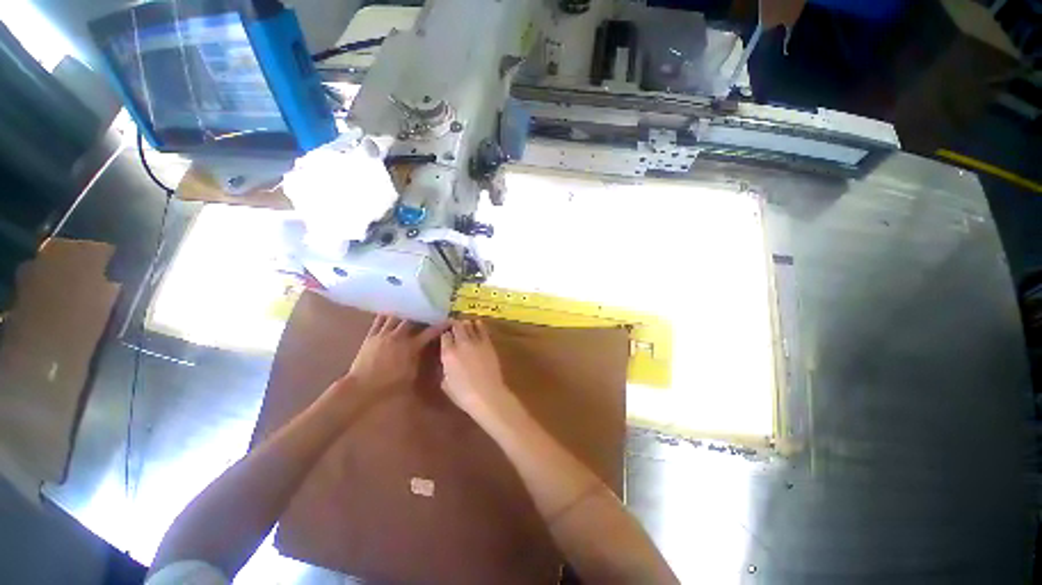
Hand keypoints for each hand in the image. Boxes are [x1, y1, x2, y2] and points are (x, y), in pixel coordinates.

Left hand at [333, 315, 443, 401]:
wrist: (361, 387)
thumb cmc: (389, 385)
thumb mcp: (412, 374)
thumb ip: (421, 359)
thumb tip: (429, 351)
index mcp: (411, 346)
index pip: (430, 332)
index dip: (440, 326)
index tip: (448, 320)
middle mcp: (399, 336)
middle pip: (413, 320)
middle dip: (422, 314)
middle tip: (429, 310)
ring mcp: (384, 334)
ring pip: (396, 316)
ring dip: (405, 311)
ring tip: (411, 305)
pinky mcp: (371, 336)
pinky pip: (379, 320)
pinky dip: (386, 314)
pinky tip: (391, 309)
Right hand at [440, 320, 512, 416]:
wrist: (487, 394)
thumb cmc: (463, 394)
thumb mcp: (446, 384)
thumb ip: (445, 368)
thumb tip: (447, 362)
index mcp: (448, 353)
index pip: (444, 336)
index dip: (444, 335)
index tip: (445, 336)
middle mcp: (461, 343)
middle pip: (456, 326)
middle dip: (454, 325)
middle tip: (453, 325)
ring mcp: (476, 341)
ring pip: (469, 325)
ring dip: (465, 324)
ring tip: (464, 324)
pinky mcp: (488, 343)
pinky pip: (482, 329)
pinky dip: (478, 325)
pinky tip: (477, 323)